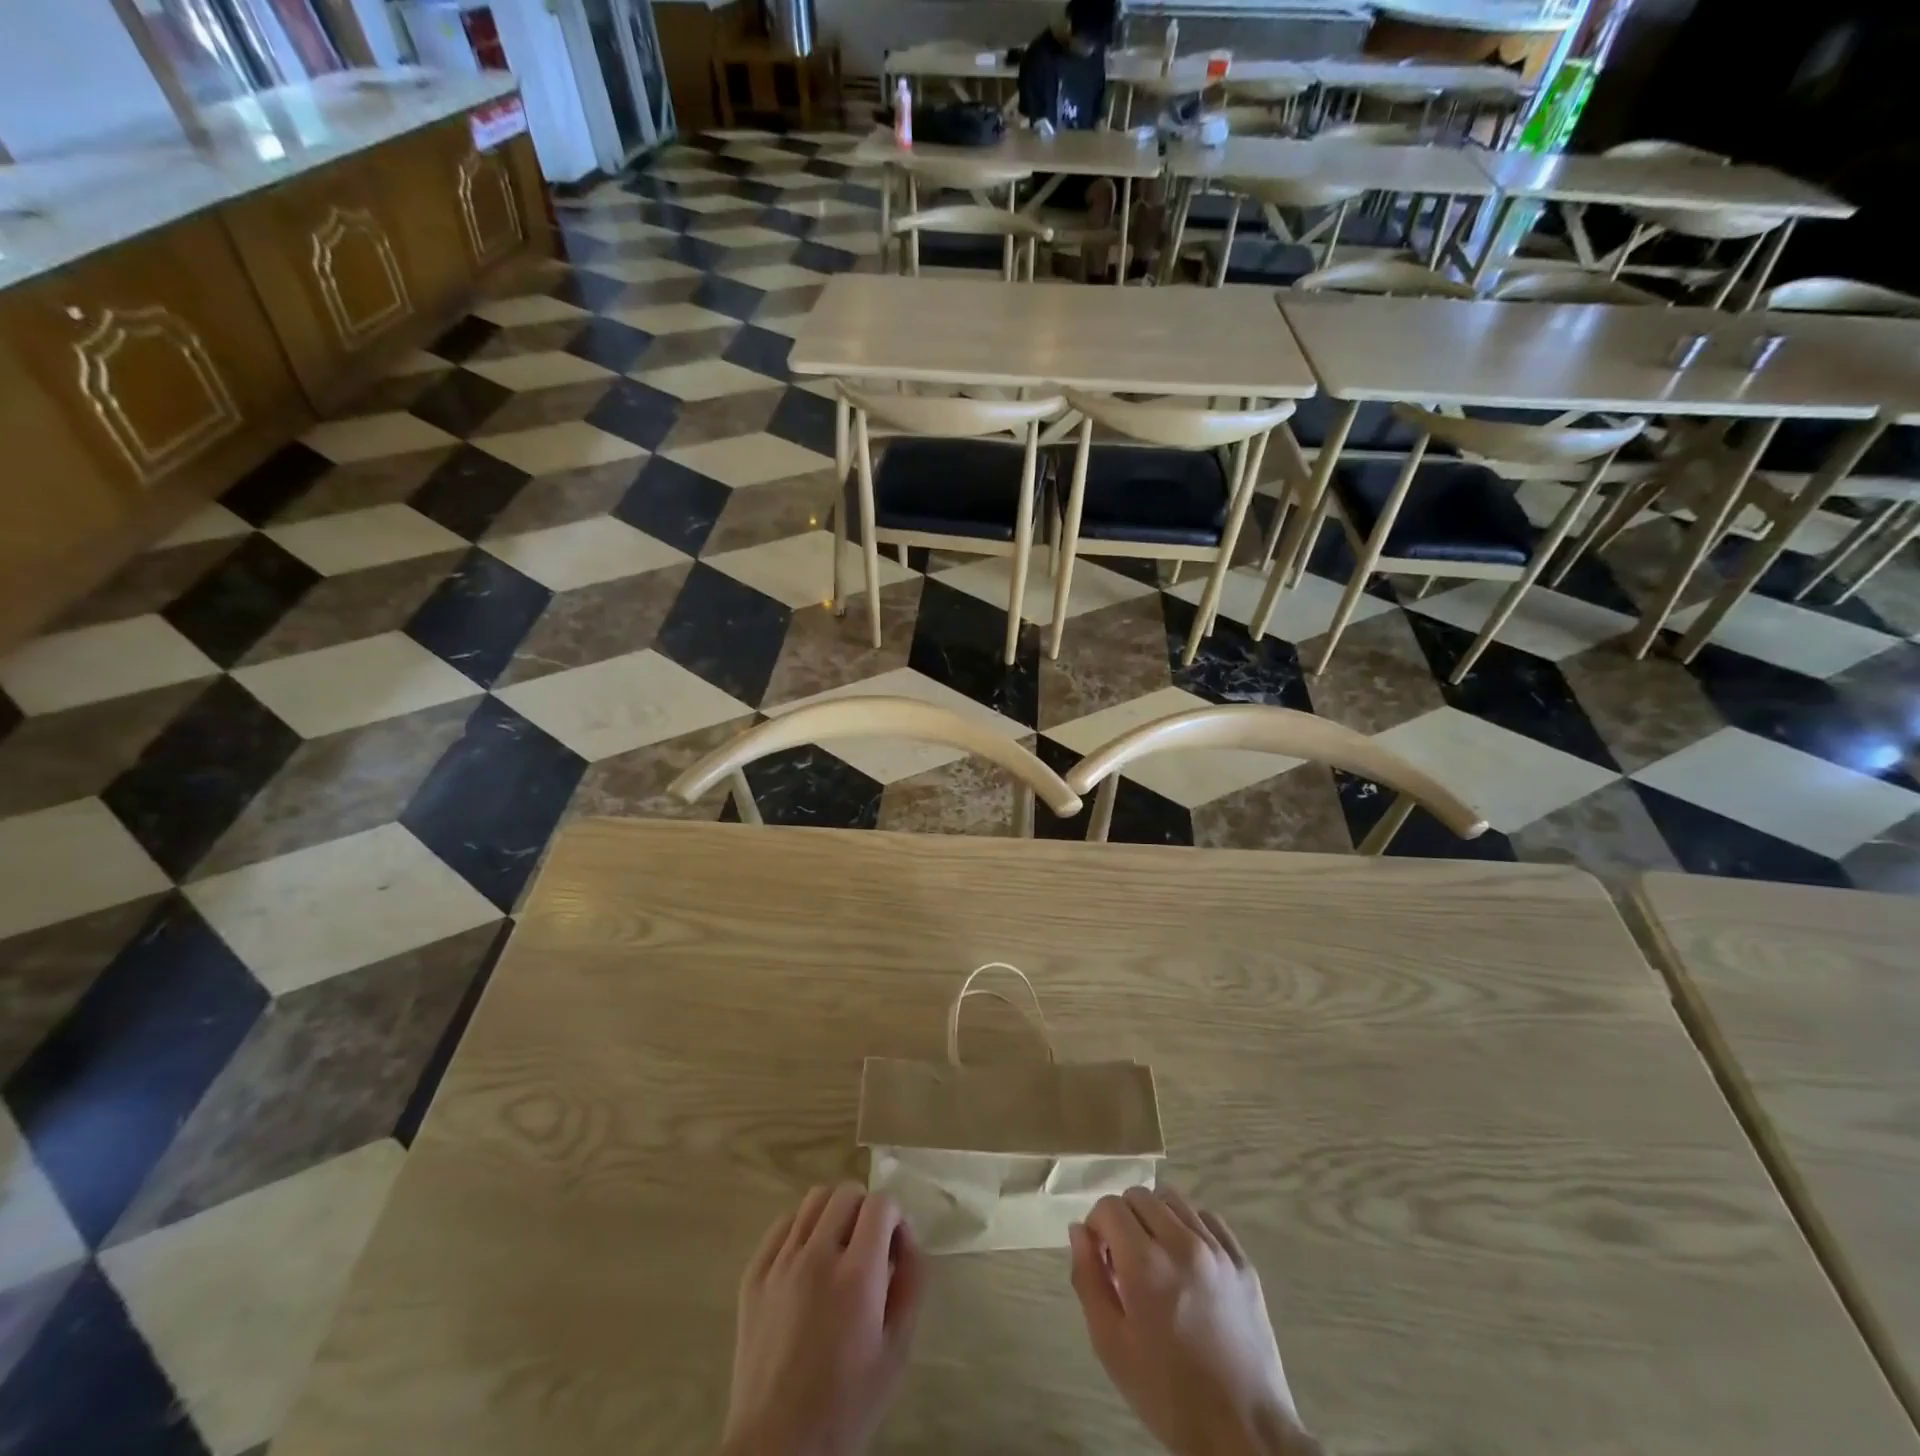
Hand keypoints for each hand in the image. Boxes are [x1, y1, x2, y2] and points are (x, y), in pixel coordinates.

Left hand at [723, 1184, 924, 1455]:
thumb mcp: (897, 1351)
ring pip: (813, 1200)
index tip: (895, 1248)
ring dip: (834, 1213)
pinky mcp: (753, 1276)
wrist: (778, 1447)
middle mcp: (817, 1256)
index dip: (895, 1217)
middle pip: (846, 1192)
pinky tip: (806, 1261)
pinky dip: (801, 1230)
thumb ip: (911, 1284)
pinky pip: (781, 1226)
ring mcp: (780, 1264)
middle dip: (866, 1210)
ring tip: (838, 1248)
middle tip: (869, 1247)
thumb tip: (907, 1240)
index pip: (881, 1204)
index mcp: (857, 1275)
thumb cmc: (846, 1404)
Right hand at [1069, 1187, 1319, 1455]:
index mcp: (1146, 1264)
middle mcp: (1182, 1243)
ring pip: (1174, 1200)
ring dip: (1155, 1218)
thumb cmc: (1169, 1395)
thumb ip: (1088, 1279)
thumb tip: (1079, 1231)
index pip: (1109, 1207)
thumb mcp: (1111, 1346)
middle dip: (1123, 1219)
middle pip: (1140, 1196)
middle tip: (1124, 1261)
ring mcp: (1218, 1250)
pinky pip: (1208, 1219)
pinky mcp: (1243, 1263)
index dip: (1096, 1226)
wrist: (1245, 1434)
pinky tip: (1187, 1261)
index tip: (1100, 1258)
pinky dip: (1190, 1227)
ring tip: (1156, 1258)